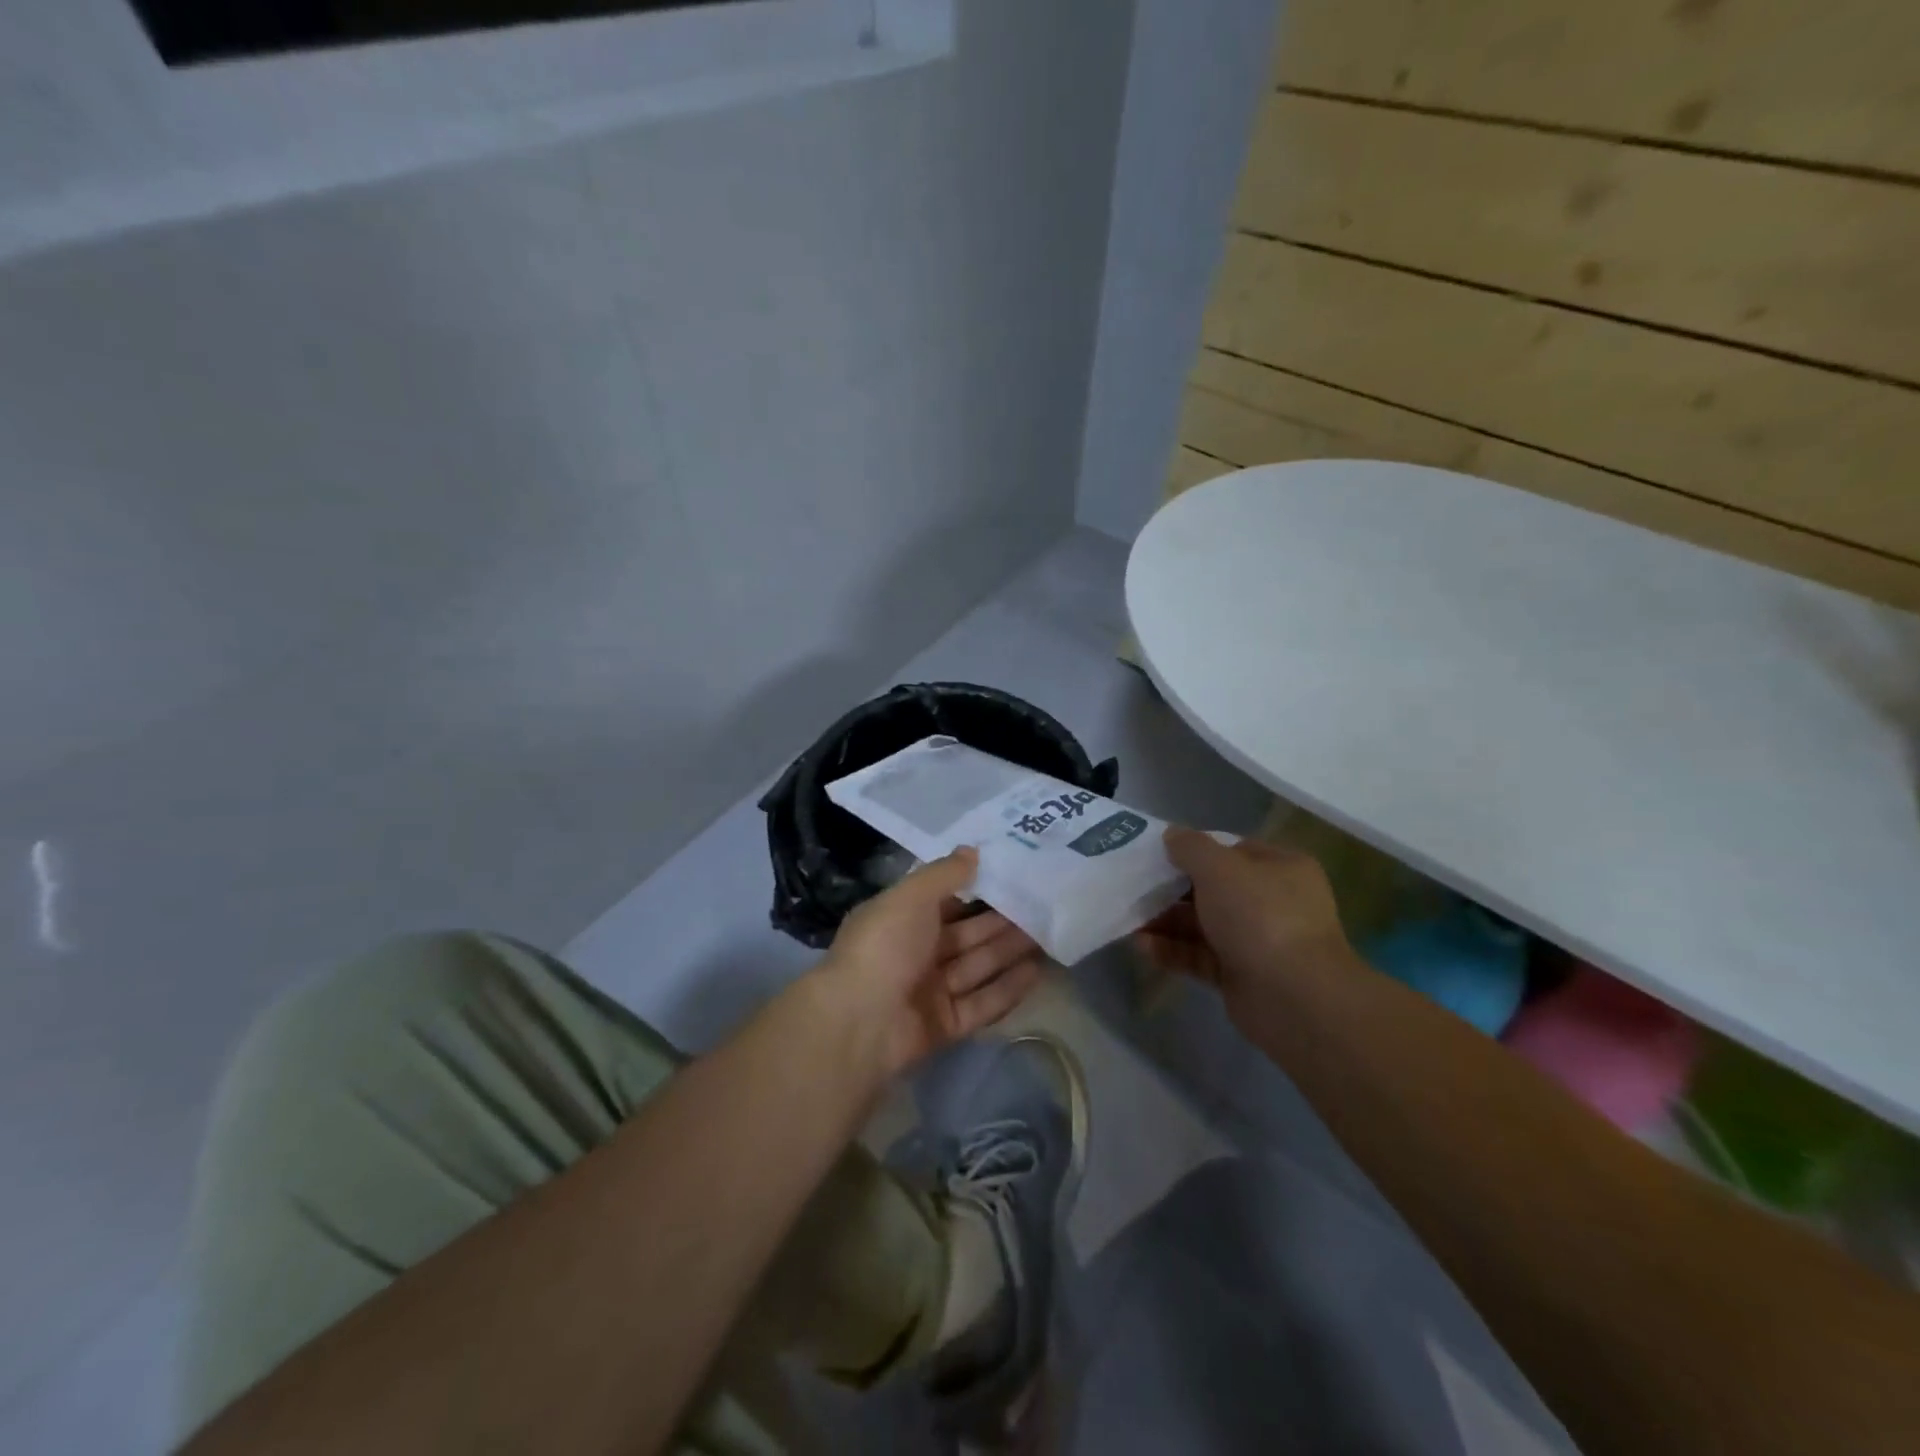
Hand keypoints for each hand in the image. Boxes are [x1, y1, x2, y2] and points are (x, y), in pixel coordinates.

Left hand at [817, 847, 1045, 1077]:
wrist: (859, 1023)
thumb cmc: (884, 946)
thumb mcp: (910, 897)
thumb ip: (943, 873)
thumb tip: (972, 851)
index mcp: (899, 919)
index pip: (943, 900)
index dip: (975, 890)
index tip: (1011, 875)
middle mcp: (915, 953)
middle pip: (965, 935)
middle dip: (1000, 921)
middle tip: (1041, 905)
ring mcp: (930, 991)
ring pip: (977, 966)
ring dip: (1009, 951)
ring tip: (1047, 933)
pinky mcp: (946, 1025)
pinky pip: (982, 1003)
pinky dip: (1007, 987)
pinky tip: (1037, 971)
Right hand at [1135, 827, 1350, 1016]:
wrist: (1295, 998)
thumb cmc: (1260, 917)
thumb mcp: (1220, 868)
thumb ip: (1191, 847)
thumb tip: (1172, 834)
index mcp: (1280, 868)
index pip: (1231, 850)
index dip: (1194, 850)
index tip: (1156, 854)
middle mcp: (1272, 902)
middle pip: (1212, 889)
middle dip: (1172, 889)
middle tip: (1134, 888)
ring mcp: (1257, 941)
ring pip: (1202, 924)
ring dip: (1166, 921)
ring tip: (1129, 919)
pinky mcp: (1240, 975)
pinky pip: (1199, 956)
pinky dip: (1172, 950)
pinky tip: (1141, 946)